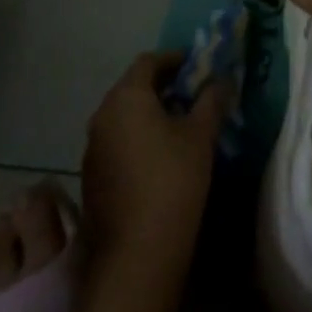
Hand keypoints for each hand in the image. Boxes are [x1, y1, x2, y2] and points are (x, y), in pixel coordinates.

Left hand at [80, 52, 228, 286]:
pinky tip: (159, 155)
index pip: (148, 61)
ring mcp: (92, 148)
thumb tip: (220, 79)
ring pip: (123, 116)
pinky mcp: (91, 177)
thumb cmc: (173, 179)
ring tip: (179, 123)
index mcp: (126, 97)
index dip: (174, 59)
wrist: (137, 253)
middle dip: (162, 85)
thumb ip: (211, 100)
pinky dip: (137, 137)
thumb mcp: (200, 134)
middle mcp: (102, 116)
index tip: (196, 65)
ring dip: (149, 112)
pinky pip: (116, 142)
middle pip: (132, 87)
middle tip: (192, 92)